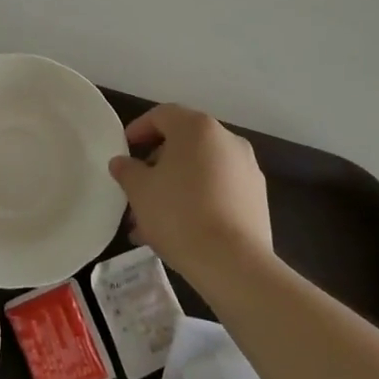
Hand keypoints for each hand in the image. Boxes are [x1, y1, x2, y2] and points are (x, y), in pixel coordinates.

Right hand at [109, 104, 272, 289]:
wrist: (233, 263)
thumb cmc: (179, 214)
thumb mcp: (140, 190)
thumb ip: (127, 170)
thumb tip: (121, 163)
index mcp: (197, 127)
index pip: (162, 115)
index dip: (139, 129)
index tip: (124, 149)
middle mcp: (227, 140)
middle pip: (183, 144)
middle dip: (156, 165)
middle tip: (137, 189)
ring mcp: (247, 169)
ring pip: (201, 170)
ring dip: (175, 187)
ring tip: (152, 221)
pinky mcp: (257, 199)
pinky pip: (219, 190)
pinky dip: (198, 200)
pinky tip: (180, 230)